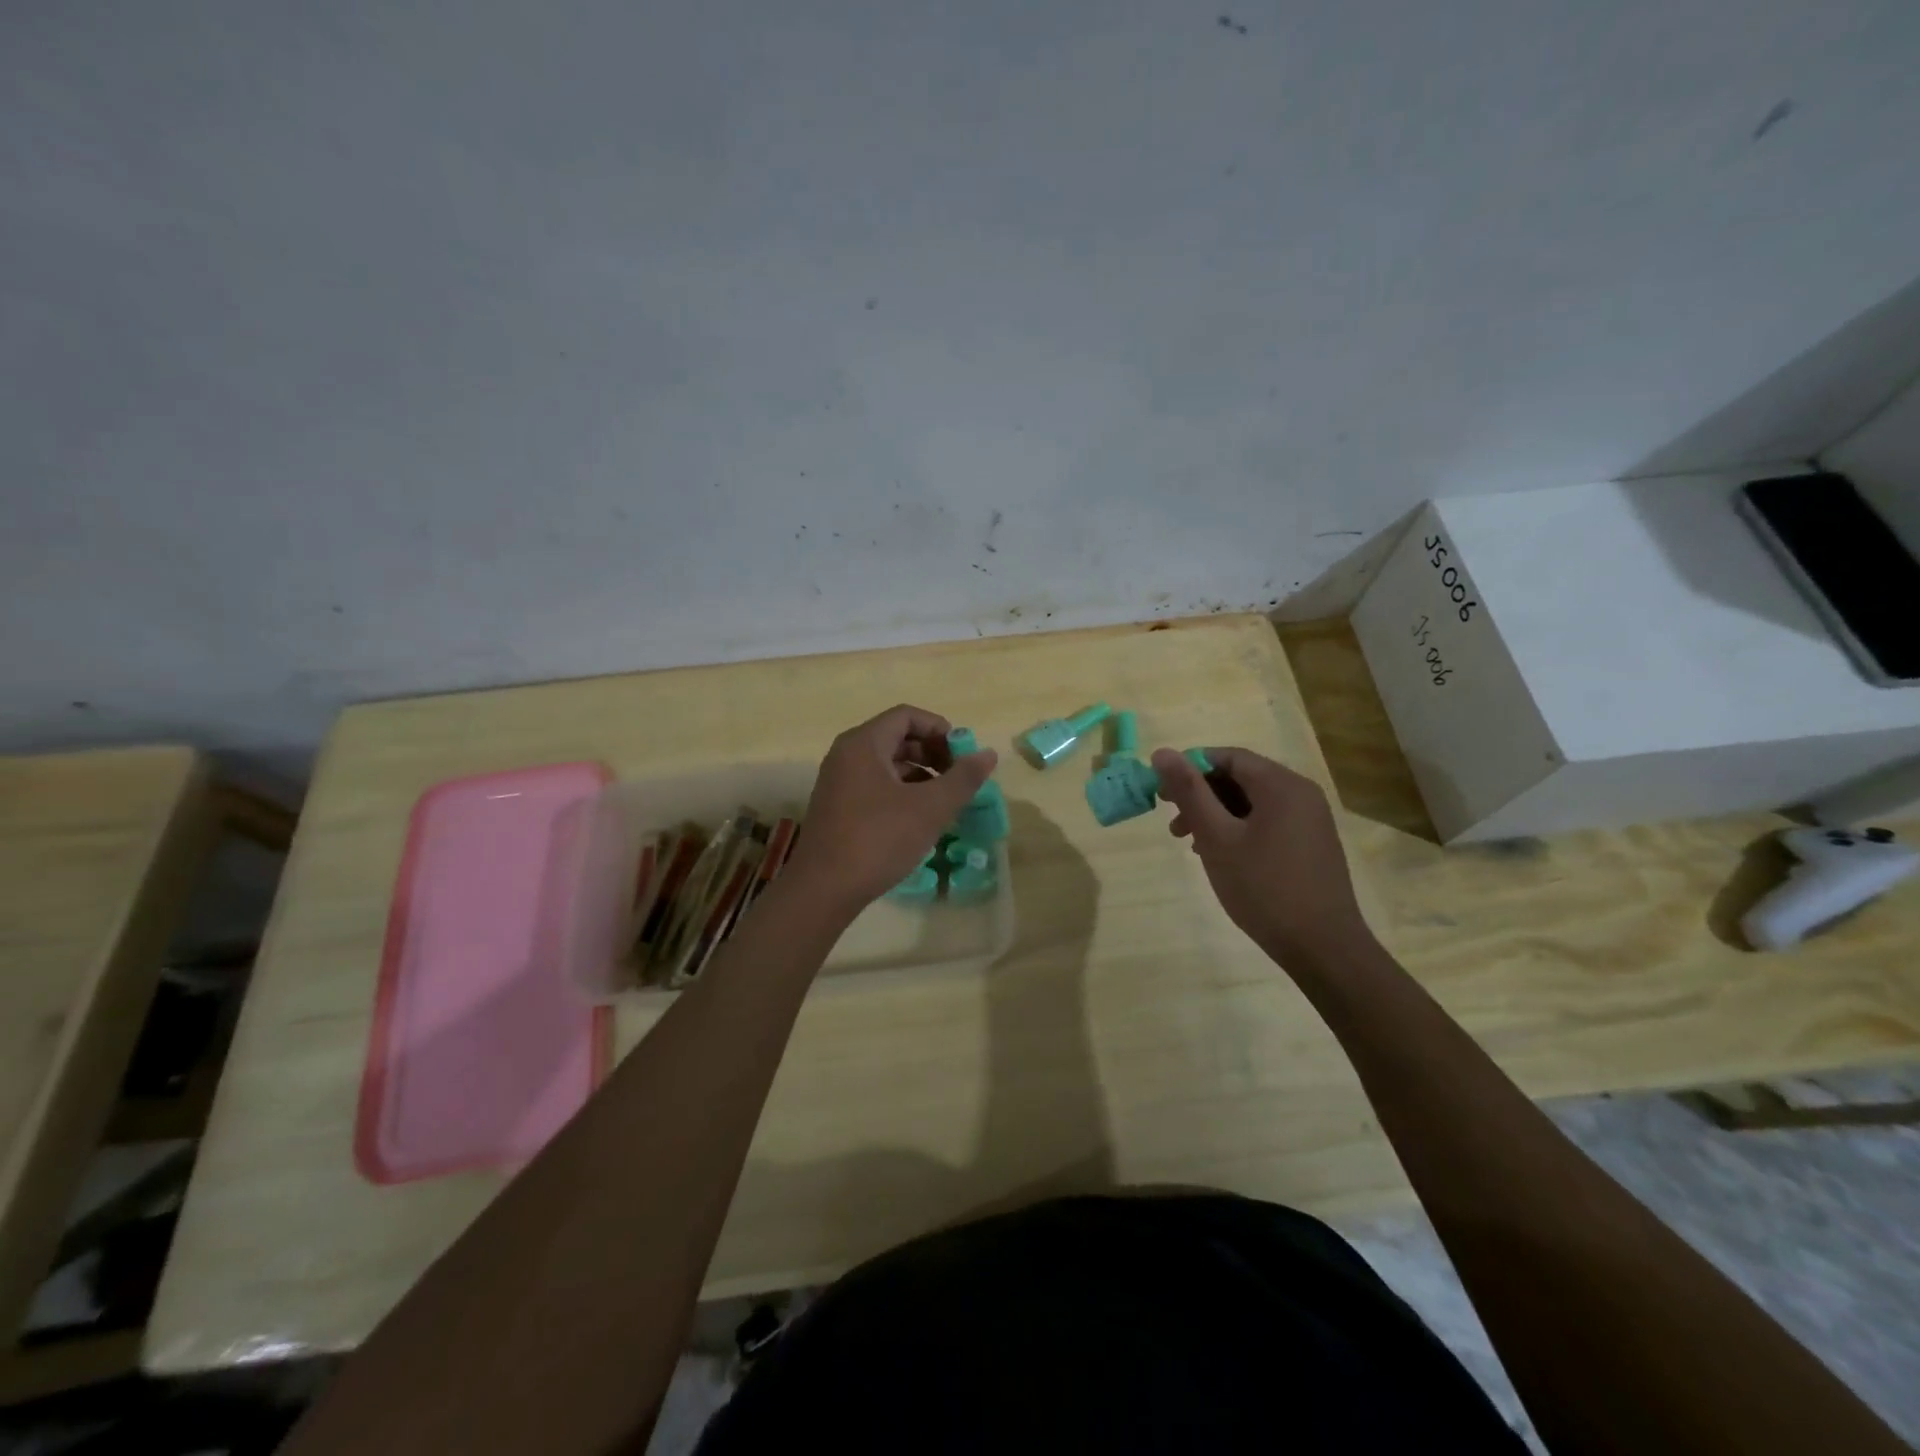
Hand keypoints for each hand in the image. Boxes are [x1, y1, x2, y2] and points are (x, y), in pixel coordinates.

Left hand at [784, 705, 998, 915]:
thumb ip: (962, 778)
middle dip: (932, 753)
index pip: (907, 716)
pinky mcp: (837, 807)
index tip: (963, 755)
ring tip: (944, 801)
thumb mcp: (930, 808)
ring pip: (887, 764)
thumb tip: (988, 754)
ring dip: (920, 775)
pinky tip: (919, 819)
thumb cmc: (878, 839)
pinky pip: (875, 785)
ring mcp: (839, 782)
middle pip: (897, 737)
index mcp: (863, 743)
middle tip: (958, 779)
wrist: (823, 889)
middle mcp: (846, 754)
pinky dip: (901, 792)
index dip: (940, 730)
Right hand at [1151, 746, 1369, 967]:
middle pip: (1241, 778)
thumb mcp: (1217, 837)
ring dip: (1216, 814)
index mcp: (1281, 785)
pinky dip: (1238, 829)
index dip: (1190, 768)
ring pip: (1252, 802)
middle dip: (1201, 794)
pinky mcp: (1311, 844)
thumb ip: (1189, 792)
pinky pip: (1267, 822)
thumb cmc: (1263, 887)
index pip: (1228, 757)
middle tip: (1171, 820)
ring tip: (1189, 843)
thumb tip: (1162, 753)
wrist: (1322, 947)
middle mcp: (1301, 794)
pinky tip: (1219, 855)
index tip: (1161, 791)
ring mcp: (1310, 820)